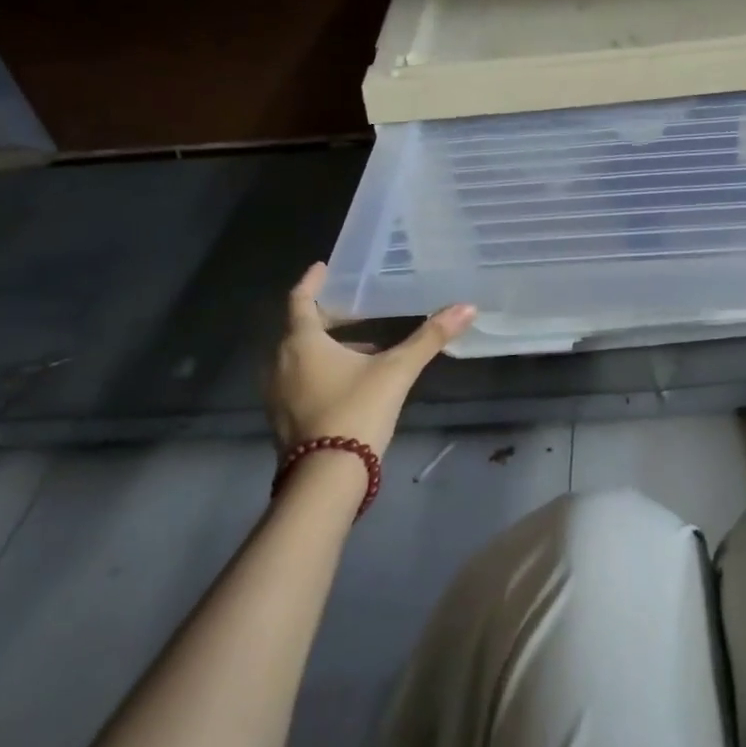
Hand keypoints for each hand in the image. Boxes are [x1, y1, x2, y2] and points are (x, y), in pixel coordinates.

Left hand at [267, 261, 475, 457]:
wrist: (326, 478)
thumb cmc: (357, 411)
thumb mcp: (397, 370)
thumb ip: (430, 338)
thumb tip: (467, 307)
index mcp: (302, 343)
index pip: (300, 300)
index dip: (311, 282)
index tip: (322, 267)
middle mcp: (281, 363)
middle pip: (300, 329)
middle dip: (328, 318)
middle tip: (355, 310)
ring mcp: (278, 393)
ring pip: (300, 357)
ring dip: (327, 347)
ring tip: (364, 348)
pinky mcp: (283, 419)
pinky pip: (300, 381)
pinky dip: (321, 371)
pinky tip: (352, 382)